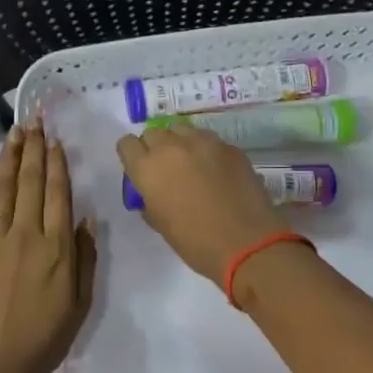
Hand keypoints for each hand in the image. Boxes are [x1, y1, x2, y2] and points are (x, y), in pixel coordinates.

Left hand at [0, 122, 97, 372]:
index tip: (54, 140)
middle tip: (32, 121)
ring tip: (13, 134)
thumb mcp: (81, 302)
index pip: (57, 193)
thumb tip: (85, 219)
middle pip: (29, 182)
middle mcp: (25, 234)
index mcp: (56, 247)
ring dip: (8, 158)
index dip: (56, 163)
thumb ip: (85, 258)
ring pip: (2, 188)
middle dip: (32, 149)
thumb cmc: (45, 337)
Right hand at [116, 122, 286, 287]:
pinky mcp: (228, 146)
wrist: (246, 243)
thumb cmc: (195, 242)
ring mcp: (202, 142)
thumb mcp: (160, 224)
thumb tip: (152, 192)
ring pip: (180, 129)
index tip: (139, 168)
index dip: (131, 155)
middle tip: (166, 169)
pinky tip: (215, 170)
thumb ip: (149, 200)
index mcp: (147, 169)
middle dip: (155, 148)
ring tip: (190, 163)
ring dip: (179, 143)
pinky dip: (205, 150)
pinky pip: (208, 139)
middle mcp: (170, 147)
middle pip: (152, 133)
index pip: (126, 144)